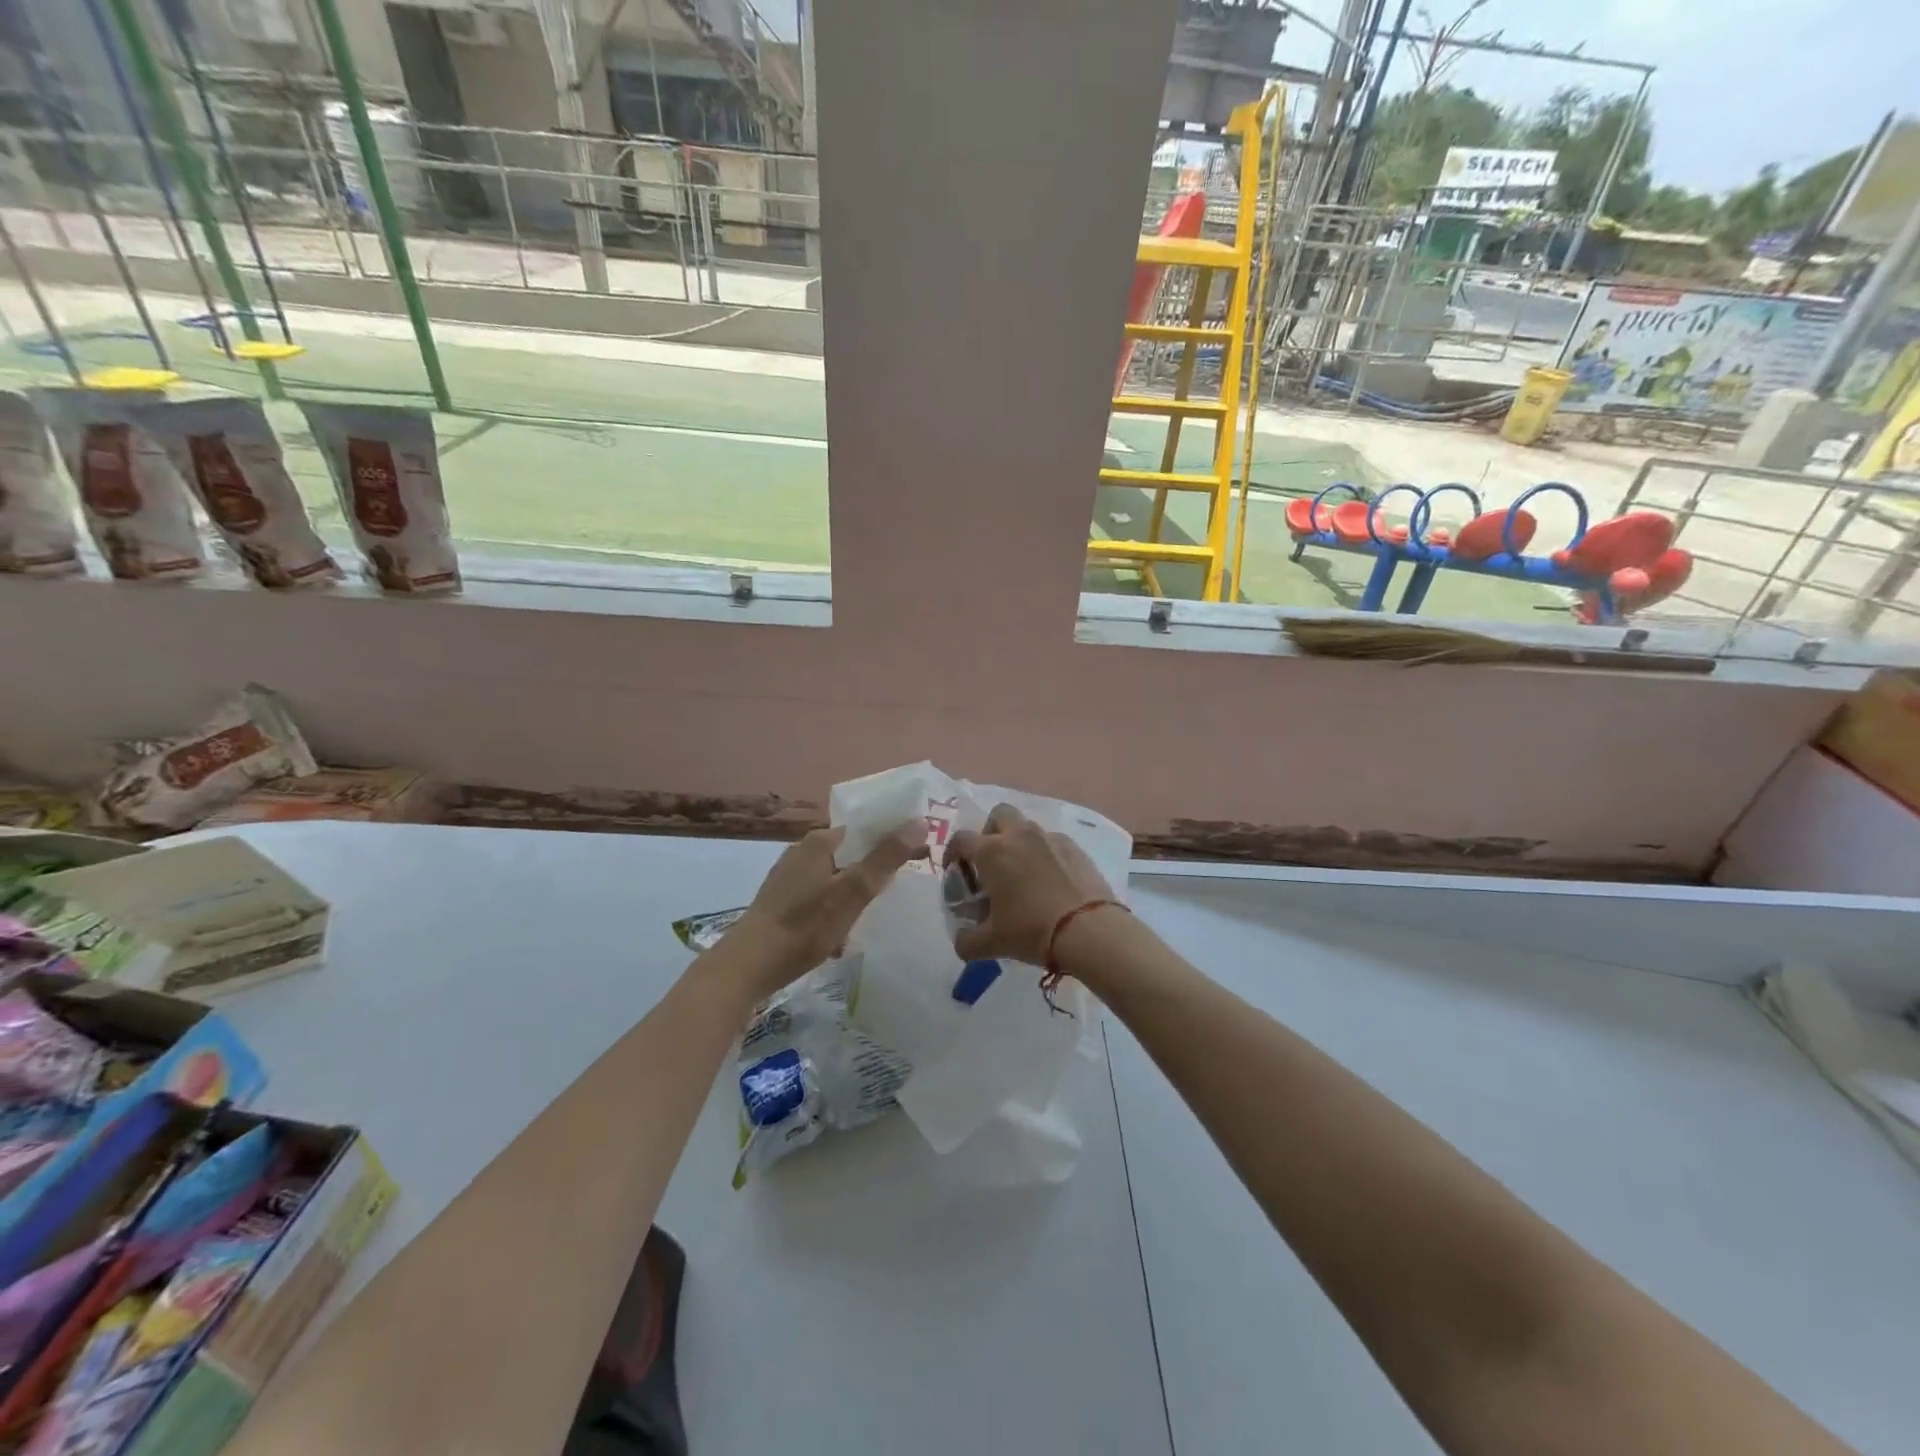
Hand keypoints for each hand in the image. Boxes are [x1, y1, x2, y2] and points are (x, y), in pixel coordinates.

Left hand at [729, 824, 921, 996]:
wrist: (747, 967)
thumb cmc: (804, 926)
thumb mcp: (852, 892)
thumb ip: (885, 858)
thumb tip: (919, 821)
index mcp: (819, 841)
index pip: (866, 828)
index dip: (893, 839)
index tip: (919, 858)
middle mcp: (802, 851)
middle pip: (852, 852)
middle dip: (875, 869)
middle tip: (899, 890)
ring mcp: (789, 876)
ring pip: (836, 876)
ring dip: (856, 891)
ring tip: (874, 913)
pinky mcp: (781, 901)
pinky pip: (821, 895)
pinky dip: (836, 906)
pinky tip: (843, 931)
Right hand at [946, 804, 1115, 964]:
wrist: (1089, 931)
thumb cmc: (1032, 931)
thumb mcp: (992, 943)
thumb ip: (967, 941)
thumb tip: (961, 941)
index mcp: (992, 852)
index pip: (961, 839)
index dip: (953, 853)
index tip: (956, 871)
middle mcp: (1019, 836)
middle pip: (998, 815)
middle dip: (990, 832)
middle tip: (992, 862)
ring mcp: (1050, 838)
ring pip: (1028, 827)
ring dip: (1019, 842)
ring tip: (1023, 874)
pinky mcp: (1076, 848)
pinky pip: (1052, 842)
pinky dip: (1045, 854)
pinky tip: (1050, 880)